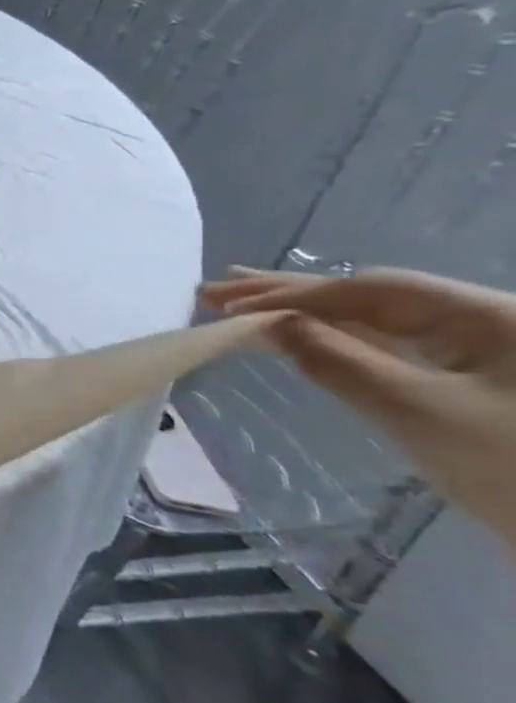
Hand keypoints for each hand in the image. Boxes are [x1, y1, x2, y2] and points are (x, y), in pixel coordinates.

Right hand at [200, 267, 515, 540]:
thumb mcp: (416, 412)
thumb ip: (337, 360)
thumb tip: (268, 325)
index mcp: (490, 315)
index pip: (371, 290)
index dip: (294, 295)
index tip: (228, 308)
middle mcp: (491, 322)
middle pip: (374, 297)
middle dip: (291, 295)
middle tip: (215, 292)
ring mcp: (491, 353)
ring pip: (380, 322)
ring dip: (308, 314)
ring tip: (240, 304)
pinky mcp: (482, 383)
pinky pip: (397, 348)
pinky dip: (340, 339)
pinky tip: (298, 334)